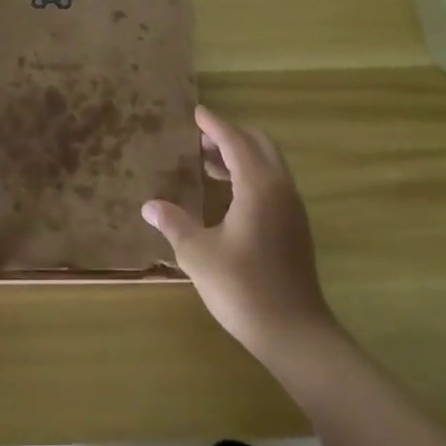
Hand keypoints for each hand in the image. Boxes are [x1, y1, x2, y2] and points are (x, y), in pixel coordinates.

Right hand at [142, 106, 339, 363]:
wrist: (295, 332)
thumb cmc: (243, 288)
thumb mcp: (198, 255)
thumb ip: (174, 224)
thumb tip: (149, 206)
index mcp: (258, 186)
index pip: (235, 140)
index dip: (214, 124)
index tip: (196, 113)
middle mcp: (280, 187)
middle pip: (258, 144)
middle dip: (230, 136)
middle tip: (199, 141)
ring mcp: (292, 207)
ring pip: (269, 163)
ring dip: (241, 155)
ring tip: (207, 164)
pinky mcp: (296, 226)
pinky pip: (273, 182)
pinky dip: (251, 174)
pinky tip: (228, 196)